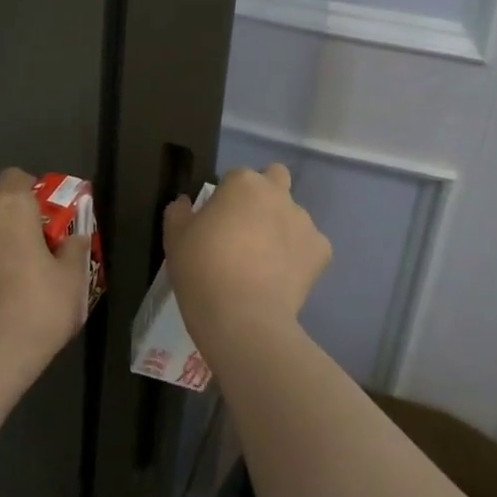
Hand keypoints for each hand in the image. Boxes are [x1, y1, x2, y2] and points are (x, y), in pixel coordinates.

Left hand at [0, 168, 89, 388]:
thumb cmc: (36, 307)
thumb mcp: (72, 279)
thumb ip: (74, 249)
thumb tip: (73, 238)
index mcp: (9, 207)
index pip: (15, 177)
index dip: (32, 191)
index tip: (48, 217)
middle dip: (12, 217)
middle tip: (36, 246)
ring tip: (14, 278)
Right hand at [162, 164, 329, 350]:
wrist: (243, 318)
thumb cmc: (202, 270)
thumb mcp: (175, 238)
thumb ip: (179, 212)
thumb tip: (185, 203)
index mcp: (242, 183)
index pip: (235, 177)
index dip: (226, 197)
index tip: (217, 221)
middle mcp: (277, 193)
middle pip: (276, 178)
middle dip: (265, 194)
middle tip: (247, 227)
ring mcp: (304, 221)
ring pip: (294, 215)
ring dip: (281, 227)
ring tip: (265, 262)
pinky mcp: (322, 251)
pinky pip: (310, 246)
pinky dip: (299, 256)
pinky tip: (283, 278)